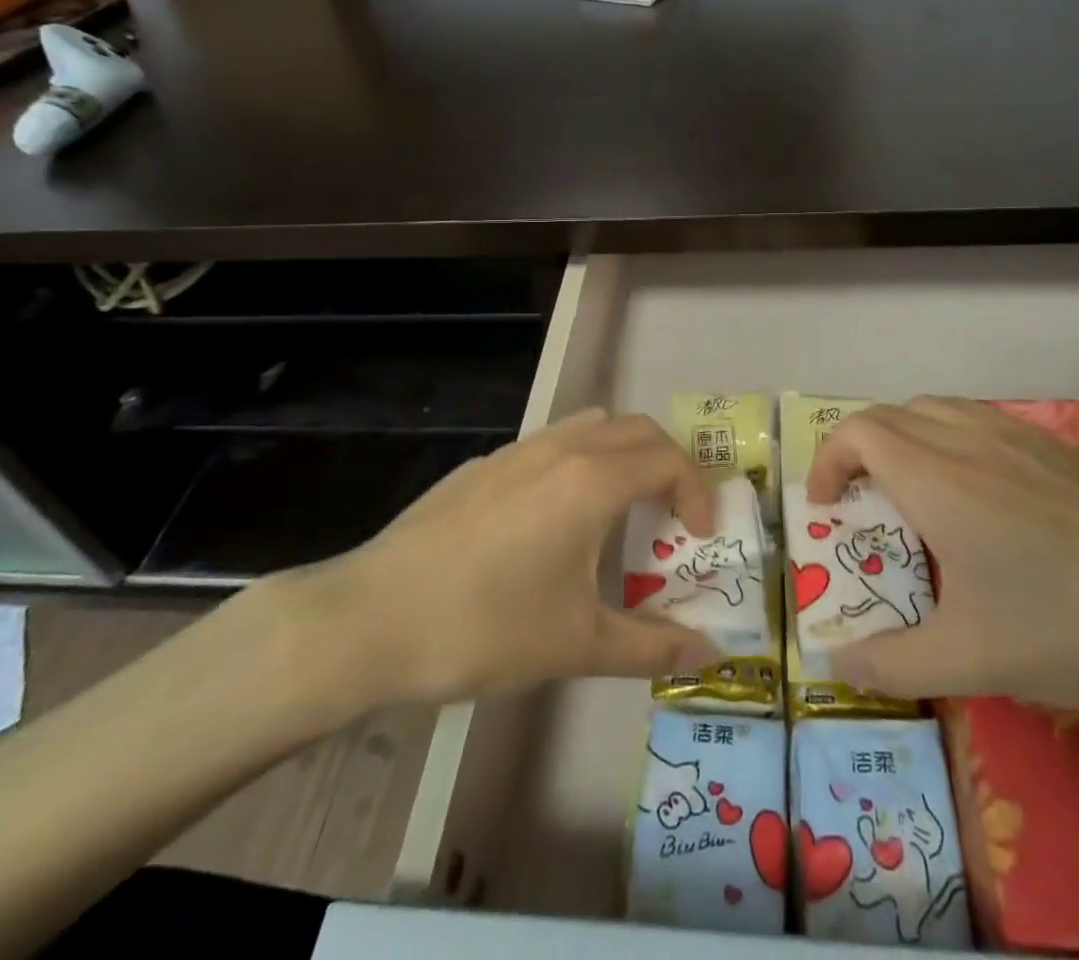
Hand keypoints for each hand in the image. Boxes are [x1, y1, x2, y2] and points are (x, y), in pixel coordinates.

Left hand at [249, 410, 722, 732]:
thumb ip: (651, 647)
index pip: (668, 459)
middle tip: (670, 516)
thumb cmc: (484, 627)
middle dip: (667, 464)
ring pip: (590, 425)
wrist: (370, 619)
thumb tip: (708, 654)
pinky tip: (552, 523)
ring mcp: (516, 451)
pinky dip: (578, 462)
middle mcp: (560, 448)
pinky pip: (550, 444)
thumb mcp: (577, 645)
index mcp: (591, 480)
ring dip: (622, 455)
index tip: (699, 536)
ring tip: (617, 512)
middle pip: (636, 429)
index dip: (697, 491)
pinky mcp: (482, 466)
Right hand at [809, 397, 1078, 711]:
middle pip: (888, 415)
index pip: (857, 432)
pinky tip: (977, 492)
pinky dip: (946, 437)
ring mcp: (1015, 434)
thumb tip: (834, 662)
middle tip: (861, 505)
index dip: (828, 461)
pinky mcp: (1053, 444)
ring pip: (933, 409)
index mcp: (936, 479)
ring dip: (901, 438)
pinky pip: (976, 419)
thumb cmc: (1074, 629)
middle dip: (857, 450)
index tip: (826, 508)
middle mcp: (967, 439)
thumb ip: (892, 662)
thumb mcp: (974, 661)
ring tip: (910, 492)